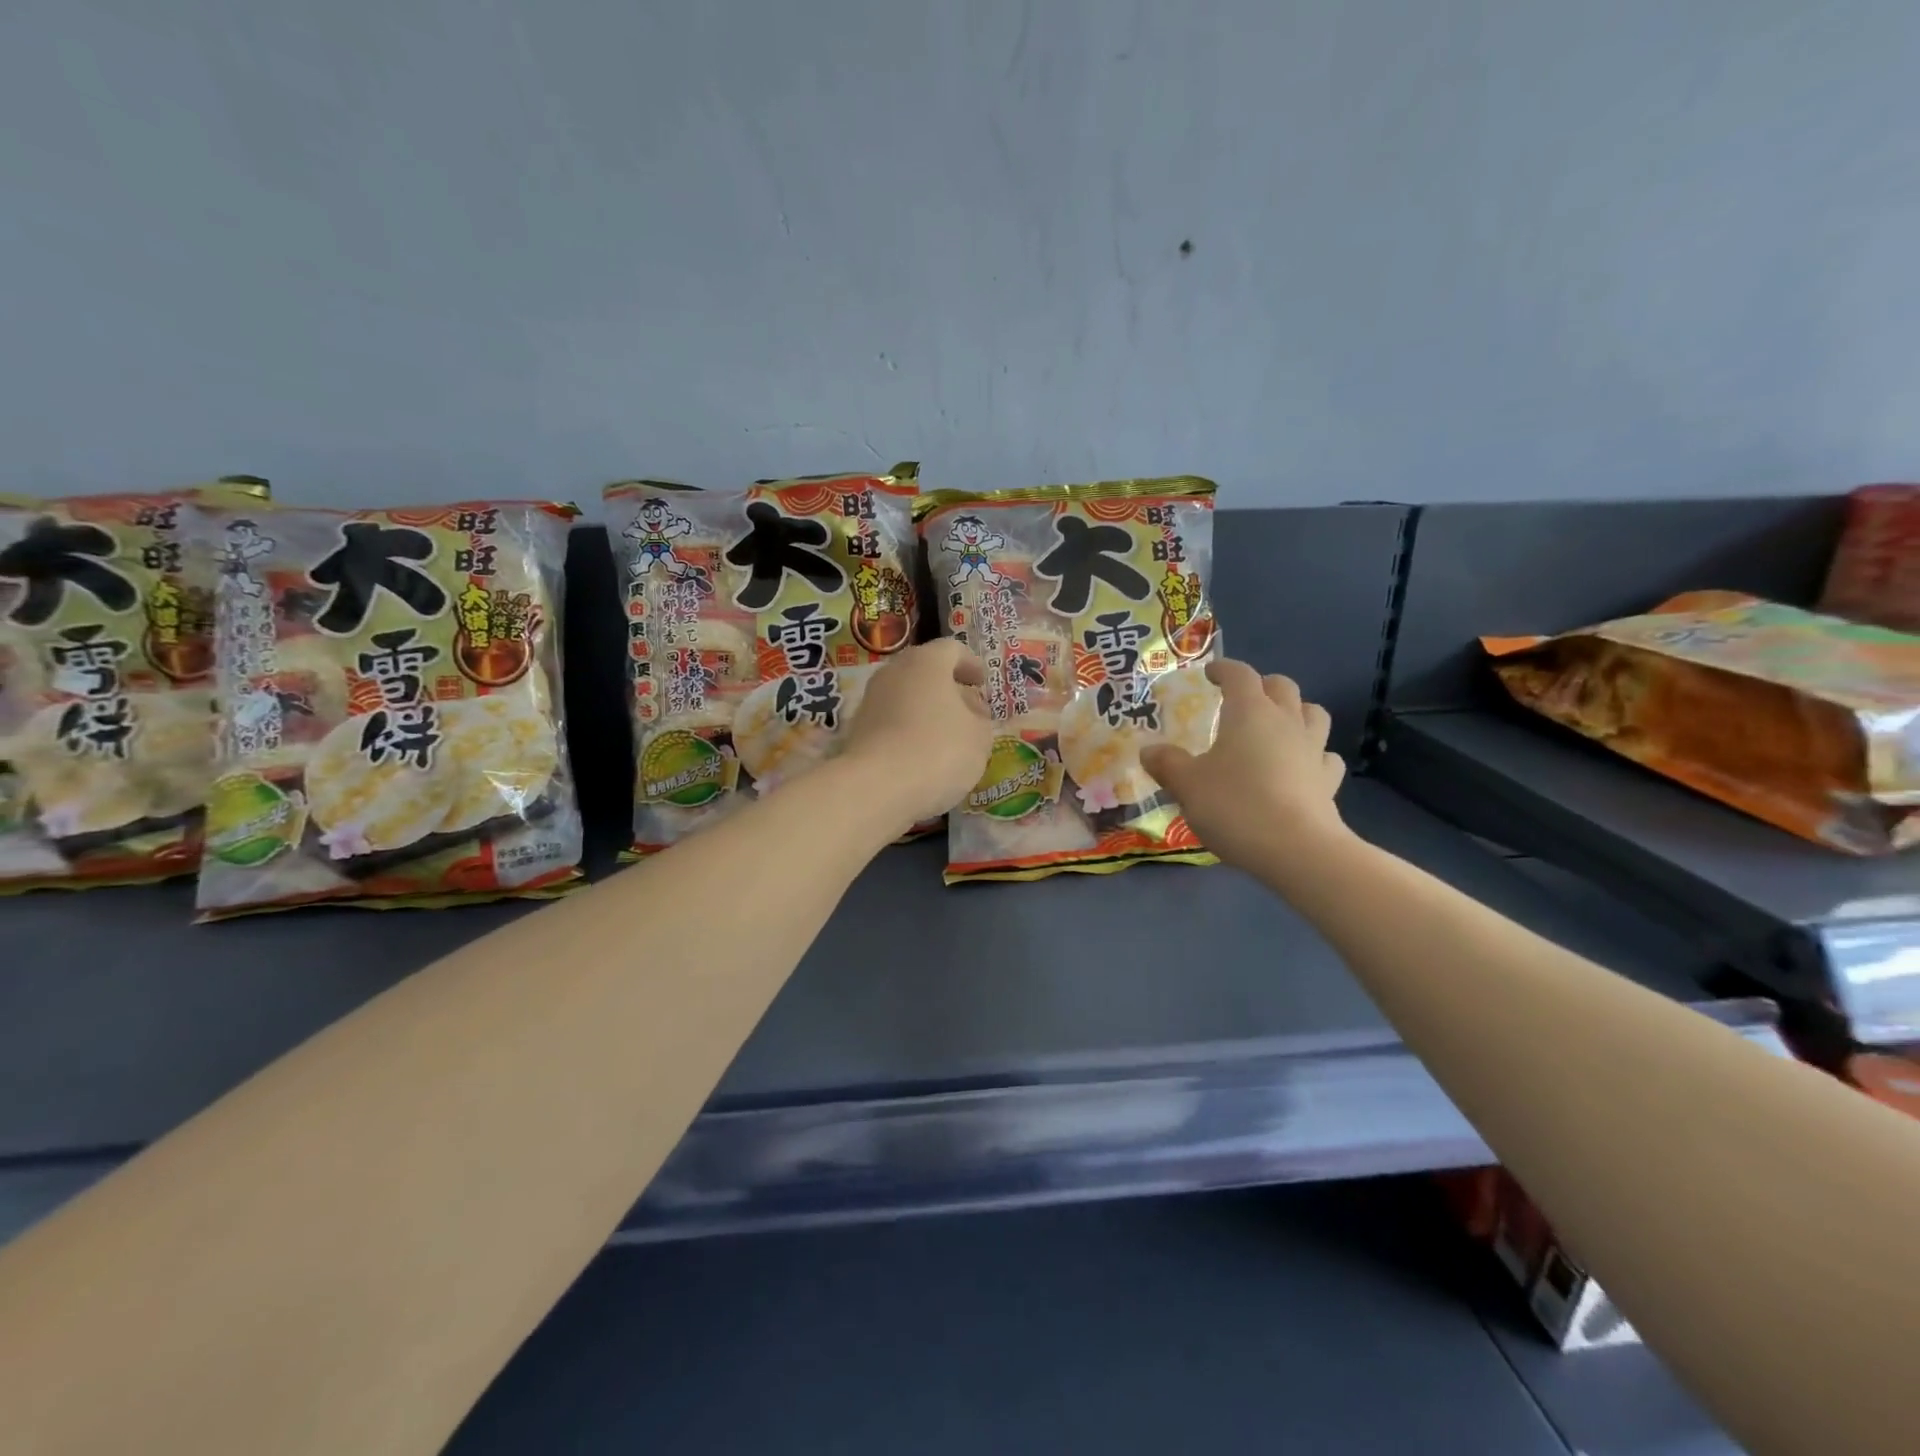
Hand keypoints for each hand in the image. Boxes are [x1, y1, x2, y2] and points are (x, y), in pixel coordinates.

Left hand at [841, 639, 993, 826]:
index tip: (982, 681)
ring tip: (947, 736)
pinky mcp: (856, 730)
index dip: (971, 664)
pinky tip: (921, 755)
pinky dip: (907, 731)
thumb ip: (980, 719)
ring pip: (905, 697)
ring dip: (926, 710)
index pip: (952, 649)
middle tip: (967, 708)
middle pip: (924, 671)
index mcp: (926, 662)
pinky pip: (891, 722)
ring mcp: (870, 701)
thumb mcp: (979, 736)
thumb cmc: (939, 750)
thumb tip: (970, 712)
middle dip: (947, 688)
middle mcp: (893, 672)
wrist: (876, 787)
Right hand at [1139, 660, 1350, 873]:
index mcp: (1249, 712)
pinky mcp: (1328, 781)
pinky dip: (1313, 754)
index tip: (1210, 674)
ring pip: (1313, 713)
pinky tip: (1300, 767)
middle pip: (1282, 687)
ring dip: (1296, 712)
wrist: (1296, 850)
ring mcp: (1313, 750)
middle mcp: (1286, 721)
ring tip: (1277, 726)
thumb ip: (1167, 764)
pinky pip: (1325, 755)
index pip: (1239, 675)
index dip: (1223, 670)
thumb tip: (1149, 750)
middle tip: (1242, 700)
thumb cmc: (1235, 806)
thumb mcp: (1187, 785)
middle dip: (1262, 686)